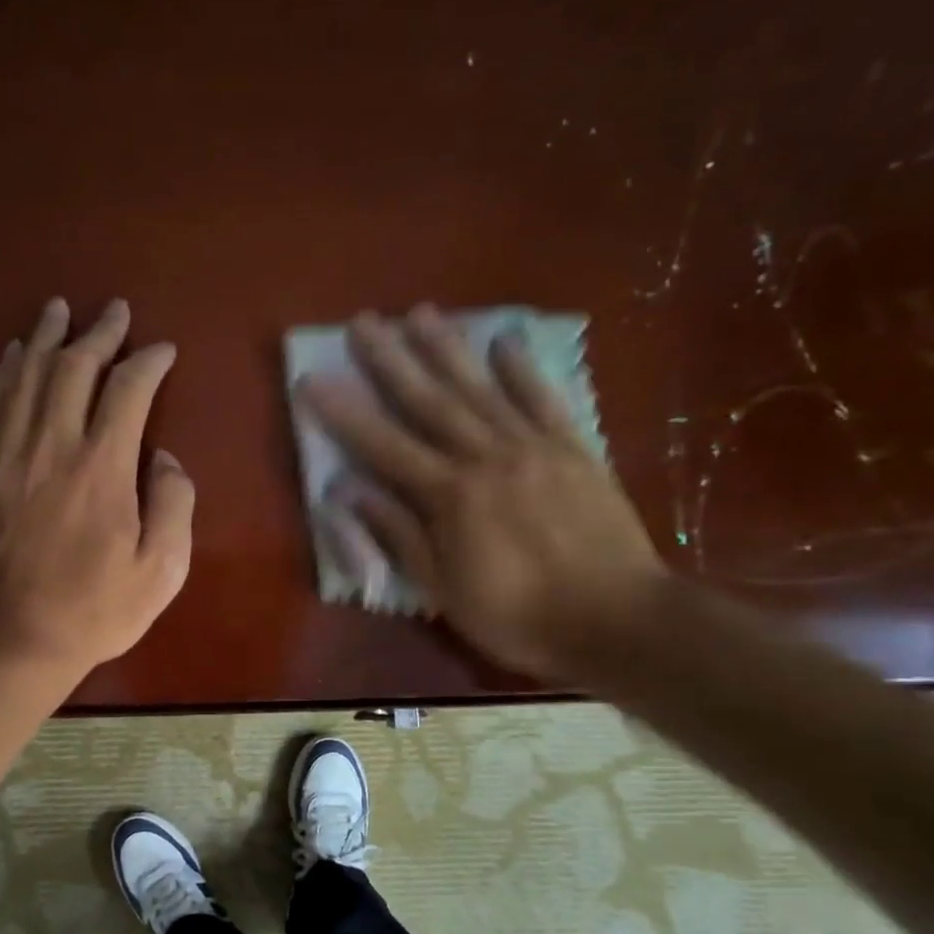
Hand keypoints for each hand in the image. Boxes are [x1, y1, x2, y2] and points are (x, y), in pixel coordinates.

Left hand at [0, 297, 193, 674]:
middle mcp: (53, 444)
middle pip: (73, 366)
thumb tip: (163, 458)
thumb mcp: (162, 569)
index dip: (148, 361)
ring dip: (45, 336)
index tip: (163, 350)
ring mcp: (8, 454)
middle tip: (114, 311)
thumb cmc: (95, 609)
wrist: (13, 638)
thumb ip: (173, 504)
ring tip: (59, 310)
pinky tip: (12, 355)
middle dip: (98, 332)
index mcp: (103, 466)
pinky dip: (3, 372)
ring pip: (26, 374)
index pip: (128, 389)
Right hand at [298, 305, 665, 680]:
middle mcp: (487, 458)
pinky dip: (523, 370)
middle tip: (363, 322)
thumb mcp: (445, 591)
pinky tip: (504, 342)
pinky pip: (544, 400)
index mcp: (451, 497)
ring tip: (420, 312)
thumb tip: (350, 493)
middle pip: (430, 402)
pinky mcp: (575, 449)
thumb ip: (399, 535)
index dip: (344, 413)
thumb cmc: (519, 616)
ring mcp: (534, 448)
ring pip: (481, 389)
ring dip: (447, 349)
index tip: (312, 378)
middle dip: (391, 360)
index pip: (385, 446)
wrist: (621, 621)